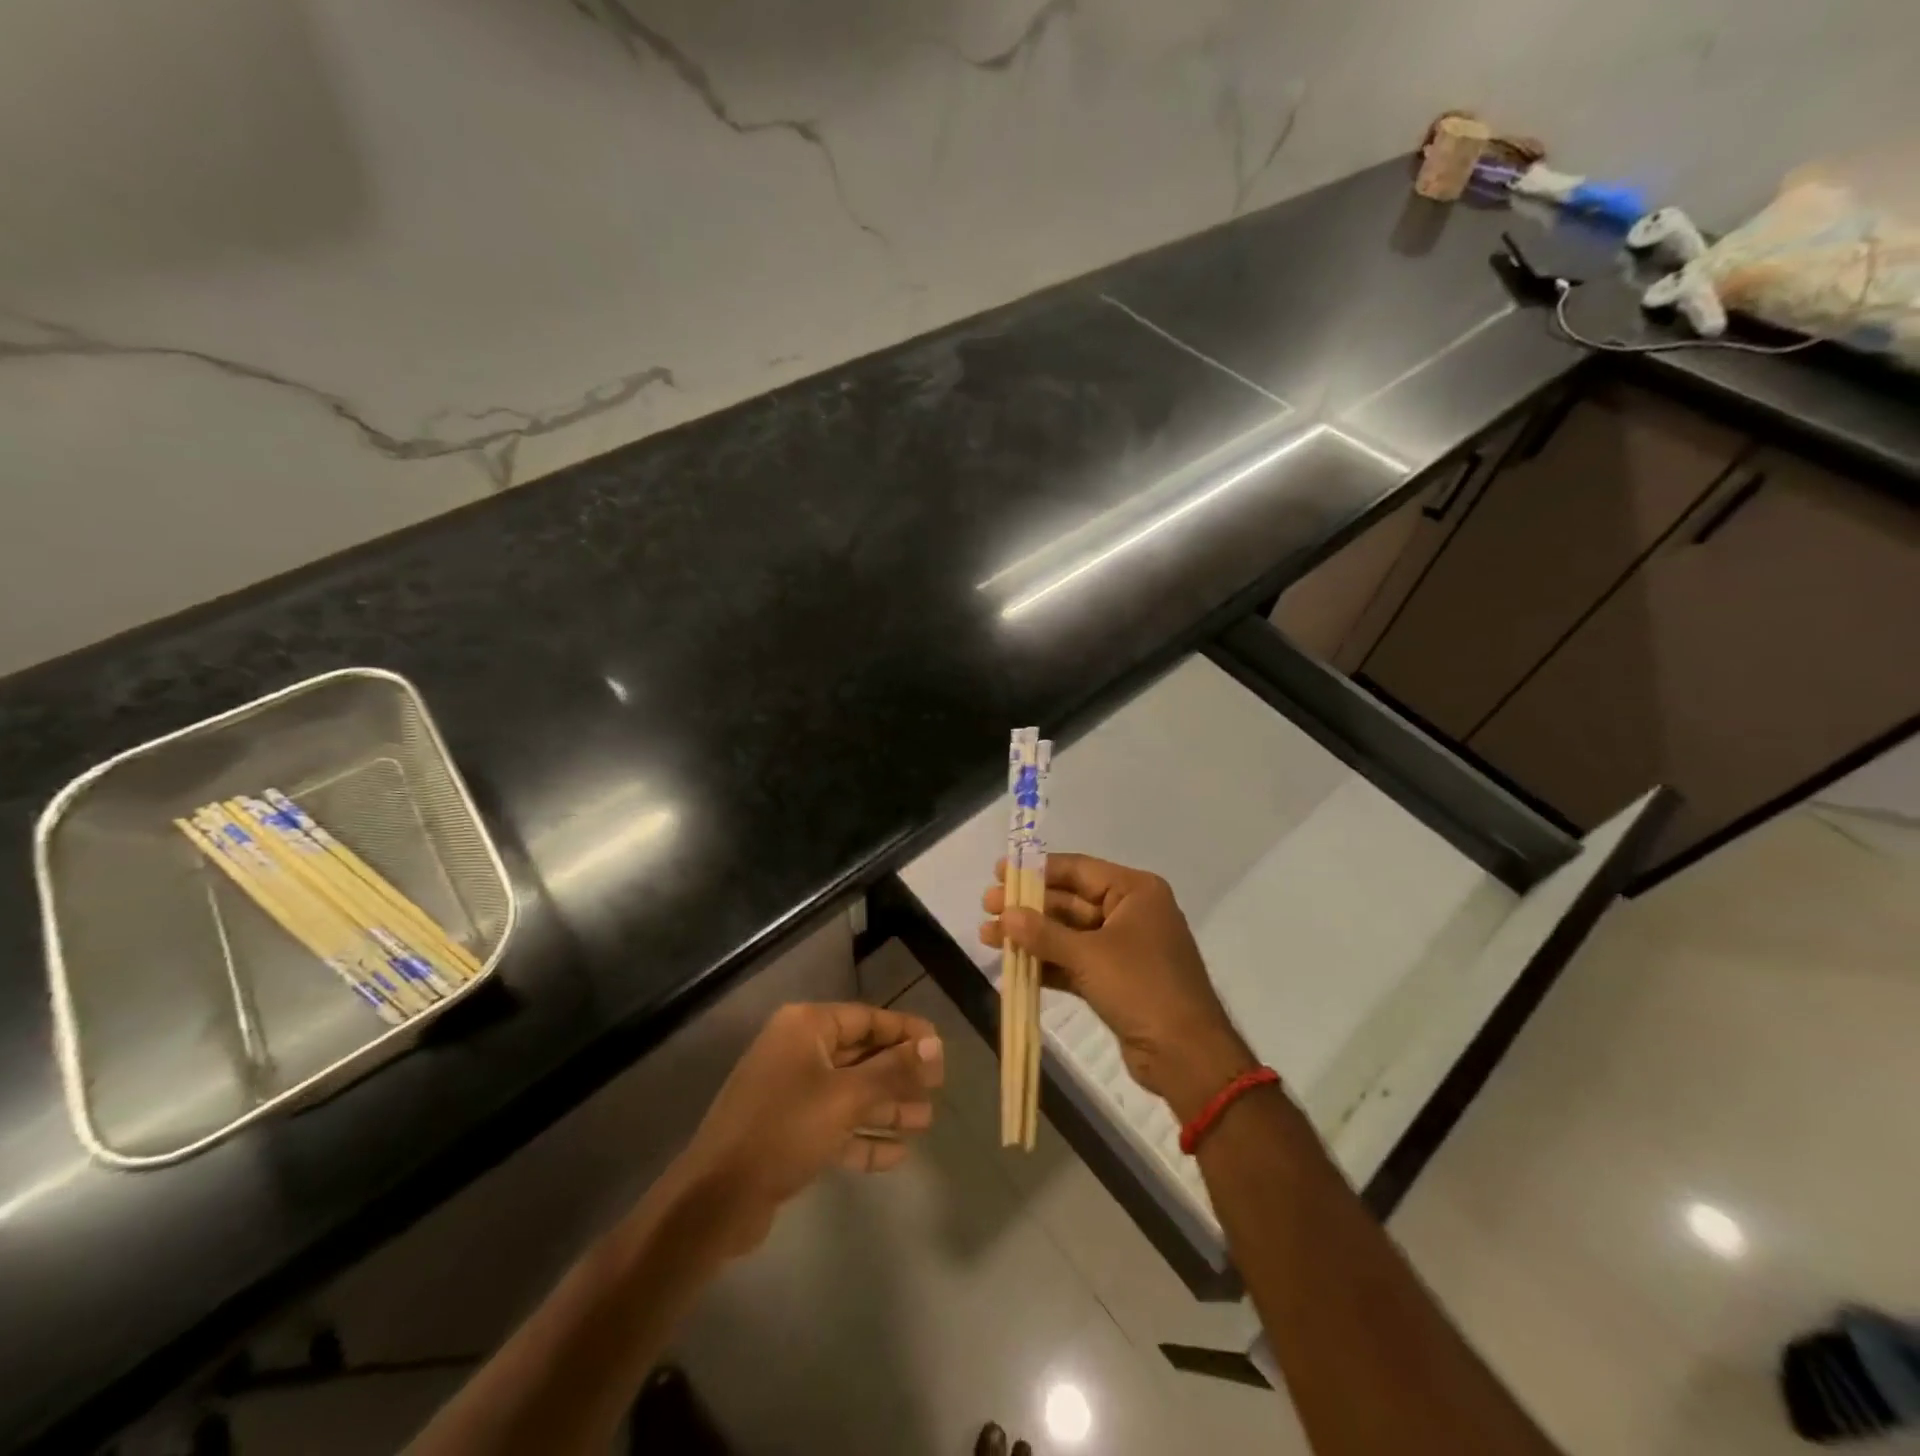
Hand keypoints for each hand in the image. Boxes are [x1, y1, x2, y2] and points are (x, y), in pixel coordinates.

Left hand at [674, 1003, 943, 1256]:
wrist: (716, 1200)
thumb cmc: (784, 1130)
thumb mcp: (846, 1097)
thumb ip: (893, 1070)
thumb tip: (936, 1044)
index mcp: (806, 1027)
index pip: (867, 1018)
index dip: (906, 1031)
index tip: (940, 1047)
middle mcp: (798, 1051)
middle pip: (860, 1055)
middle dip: (899, 1074)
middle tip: (939, 1089)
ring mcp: (791, 1093)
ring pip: (850, 1093)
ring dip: (887, 1107)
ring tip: (927, 1122)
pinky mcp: (788, 1132)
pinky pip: (835, 1125)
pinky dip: (863, 1138)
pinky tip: (898, 1154)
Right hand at [981, 854, 1254, 1121]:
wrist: (1187, 1056)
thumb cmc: (1142, 988)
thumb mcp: (1089, 956)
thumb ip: (1043, 933)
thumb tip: (1005, 914)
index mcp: (1135, 891)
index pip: (1078, 869)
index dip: (1036, 870)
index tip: (1000, 872)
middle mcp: (1131, 912)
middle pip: (1070, 901)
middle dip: (1028, 908)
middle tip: (986, 906)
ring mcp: (1124, 948)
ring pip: (1069, 934)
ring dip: (1031, 937)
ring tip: (987, 936)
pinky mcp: (1116, 980)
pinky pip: (1075, 962)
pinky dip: (1047, 964)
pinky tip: (1013, 966)